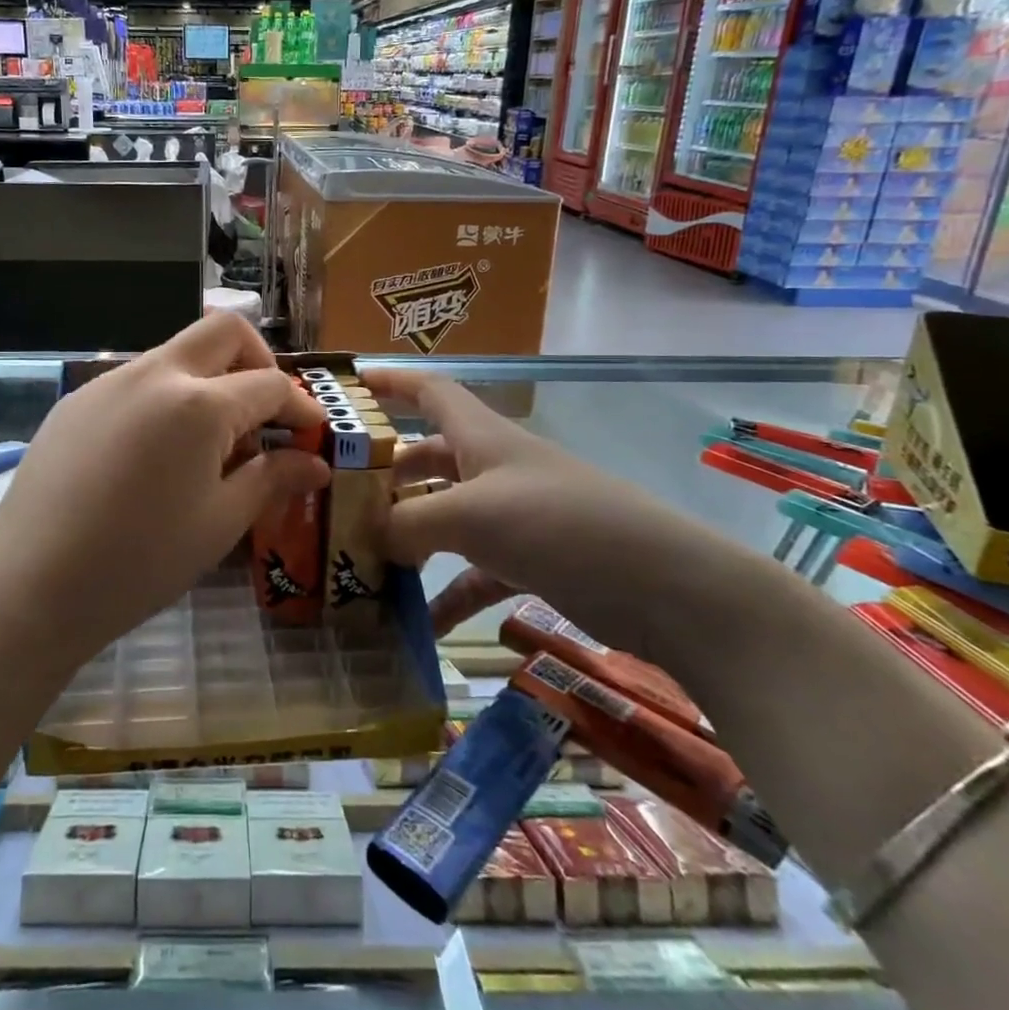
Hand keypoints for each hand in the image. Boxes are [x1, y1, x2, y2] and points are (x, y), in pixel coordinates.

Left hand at [0, 315, 329, 659]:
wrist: (32, 585)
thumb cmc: (140, 561)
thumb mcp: (220, 523)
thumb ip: (272, 480)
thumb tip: (315, 464)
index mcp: (199, 404)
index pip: (269, 384)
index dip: (300, 406)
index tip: (312, 434)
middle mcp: (154, 374)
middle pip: (223, 332)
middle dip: (258, 360)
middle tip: (266, 412)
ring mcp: (109, 382)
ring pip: (176, 354)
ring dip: (208, 381)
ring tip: (209, 445)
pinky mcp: (76, 401)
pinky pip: (136, 381)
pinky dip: (165, 399)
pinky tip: (155, 454)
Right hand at [369, 368, 709, 659]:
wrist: (669, 589)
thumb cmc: (561, 526)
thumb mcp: (473, 516)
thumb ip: (411, 523)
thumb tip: (369, 535)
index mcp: (482, 437)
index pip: (429, 391)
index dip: (389, 383)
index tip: (346, 390)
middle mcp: (495, 468)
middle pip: (429, 457)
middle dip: (386, 473)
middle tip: (340, 495)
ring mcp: (514, 516)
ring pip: (446, 516)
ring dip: (410, 537)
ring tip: (364, 559)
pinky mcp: (532, 561)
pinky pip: (474, 572)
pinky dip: (447, 593)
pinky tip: (421, 626)